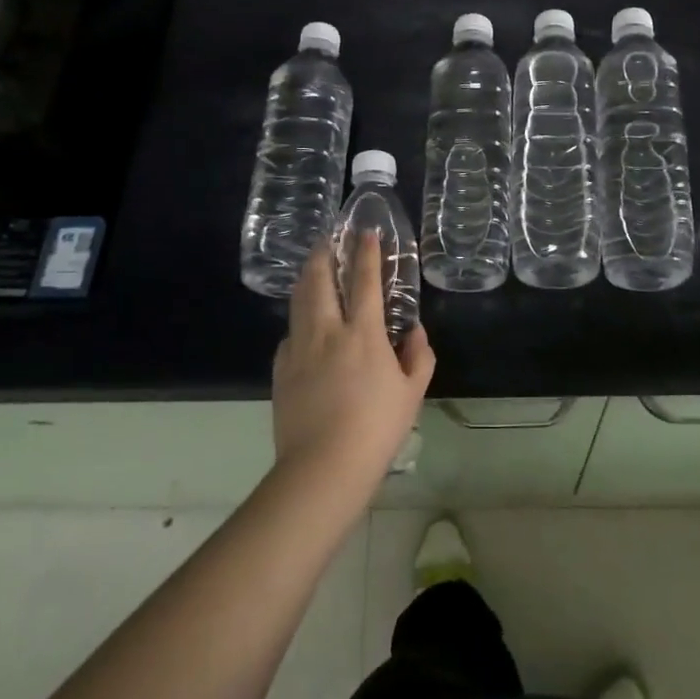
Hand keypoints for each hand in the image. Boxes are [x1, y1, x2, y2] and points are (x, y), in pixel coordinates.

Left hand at [271, 233, 434, 487]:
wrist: (323, 466)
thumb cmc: (376, 428)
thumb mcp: (412, 393)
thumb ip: (418, 356)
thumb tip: (414, 331)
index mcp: (362, 333)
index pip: (365, 281)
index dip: (366, 252)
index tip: (365, 232)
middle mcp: (327, 331)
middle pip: (320, 280)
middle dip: (324, 254)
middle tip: (328, 240)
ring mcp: (298, 348)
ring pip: (298, 301)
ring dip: (307, 278)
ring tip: (312, 268)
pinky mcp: (280, 369)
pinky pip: (289, 333)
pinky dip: (298, 319)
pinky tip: (303, 326)